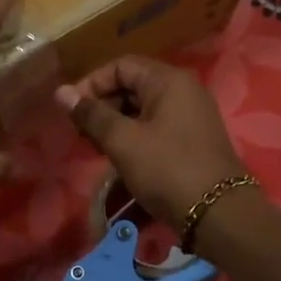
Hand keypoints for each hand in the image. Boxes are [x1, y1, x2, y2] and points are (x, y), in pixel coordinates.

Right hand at [55, 56, 247, 230]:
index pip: (121, 66)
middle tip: (81, 132)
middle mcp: (184, 90)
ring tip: (96, 147)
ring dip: (116, 123)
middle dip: (102, 105)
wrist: (219, 215)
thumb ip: (91, 114)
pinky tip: (120, 157)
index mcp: (168, 80)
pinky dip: (134, 136)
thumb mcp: (123, 141)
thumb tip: (61, 92)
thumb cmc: (167, 170)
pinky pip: (157, 126)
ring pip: (143, 108)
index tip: (71, 110)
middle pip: (133, 85)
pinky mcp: (193, 139)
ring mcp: (192, 115)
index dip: (92, 83)